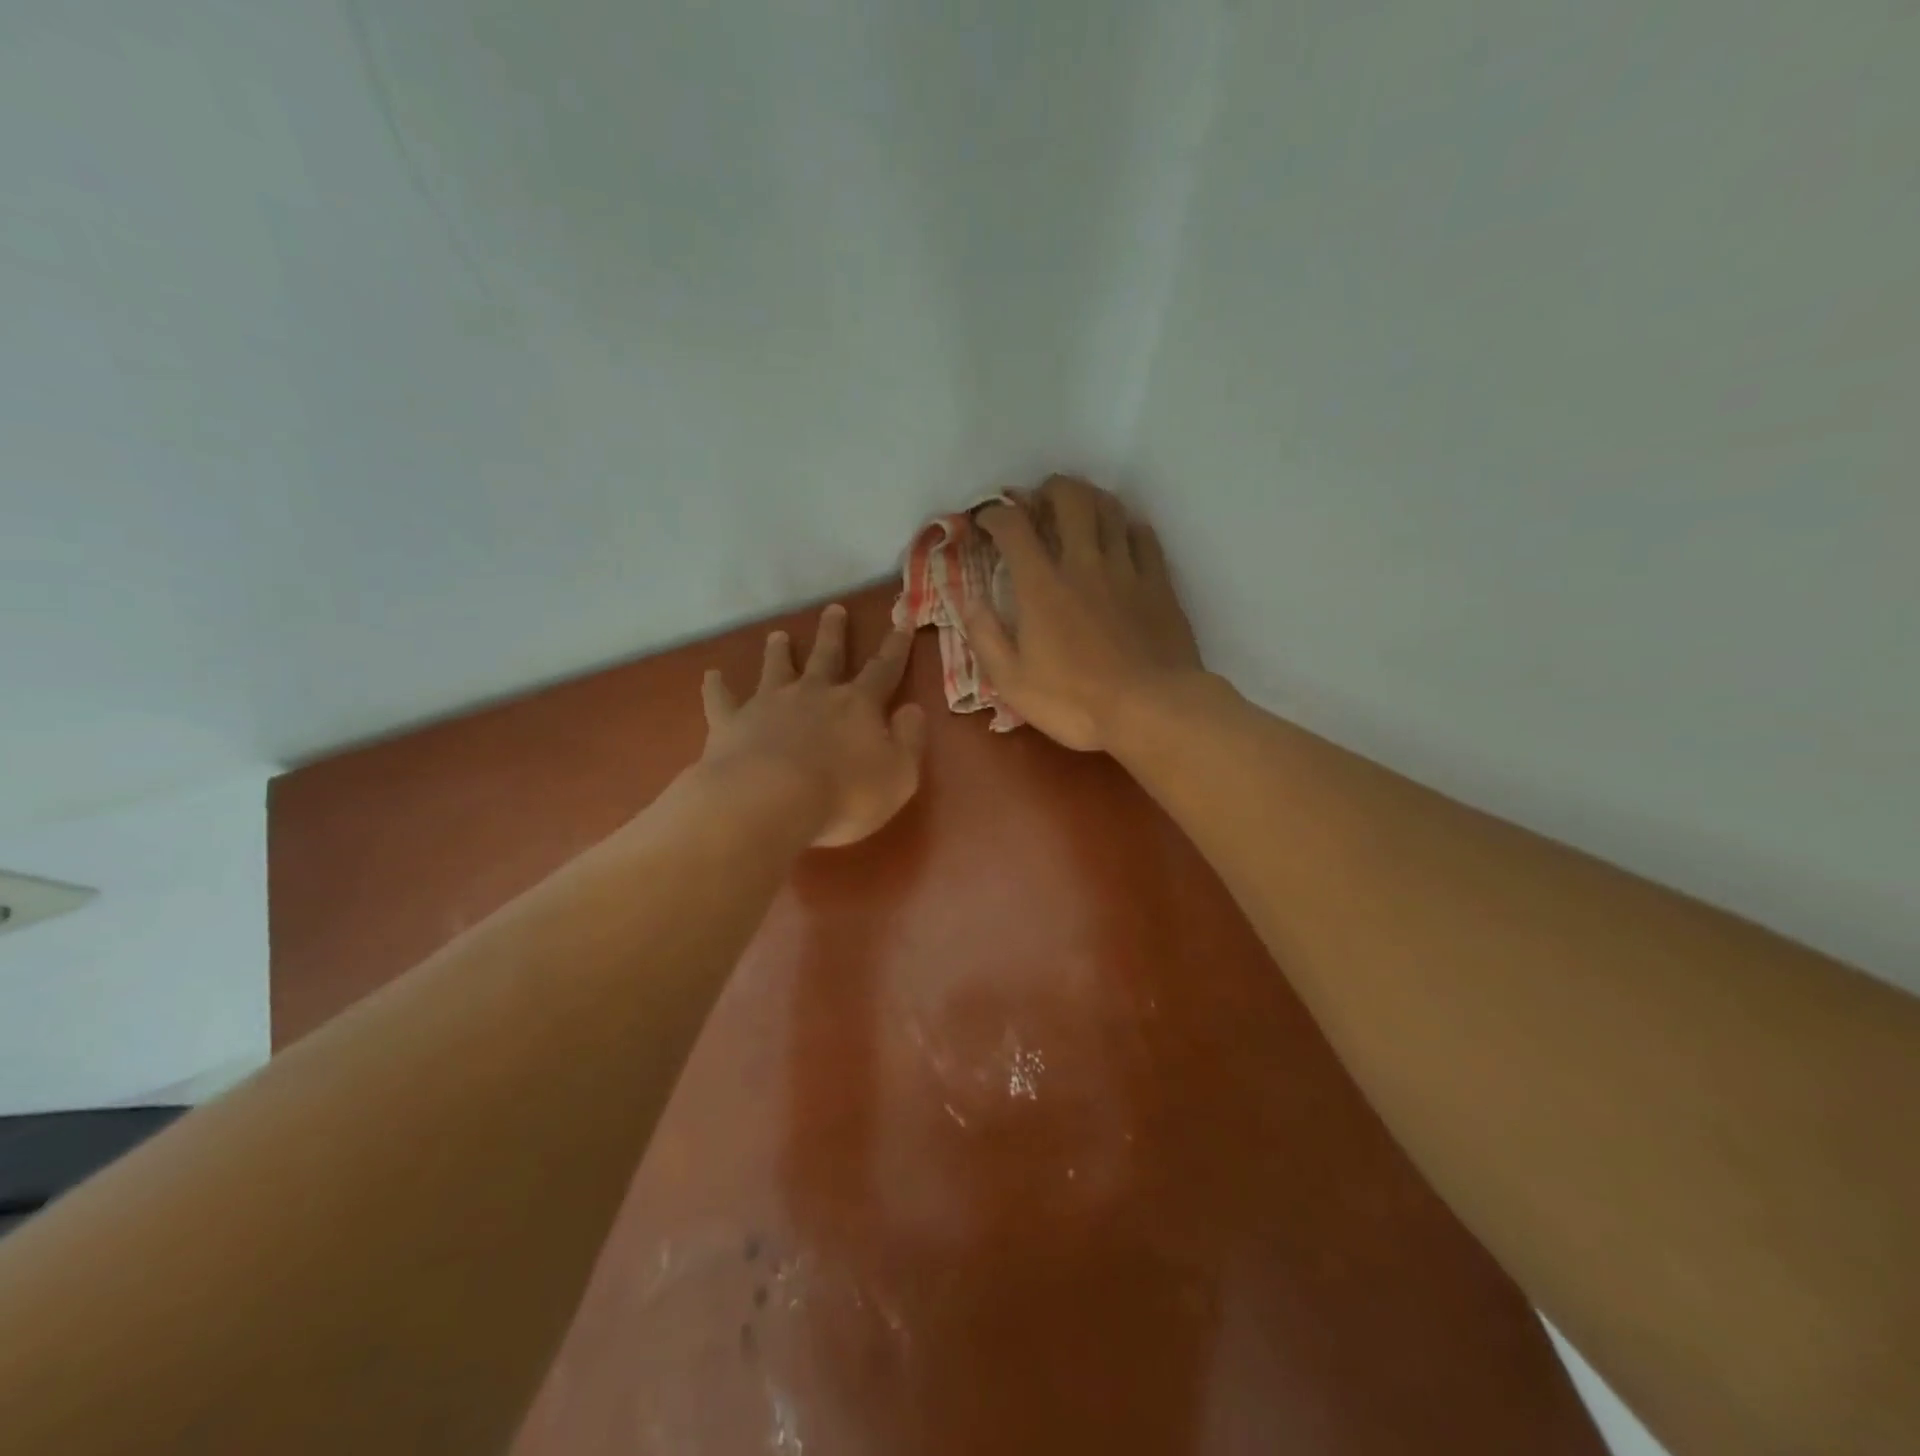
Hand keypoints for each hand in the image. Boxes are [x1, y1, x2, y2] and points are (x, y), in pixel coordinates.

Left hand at [699, 605, 926, 847]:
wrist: (769, 801)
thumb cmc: (844, 794)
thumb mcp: (899, 775)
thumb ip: (909, 740)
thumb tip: (913, 709)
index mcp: (858, 705)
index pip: (883, 670)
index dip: (895, 648)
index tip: (900, 622)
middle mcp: (814, 694)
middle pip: (826, 656)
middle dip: (833, 633)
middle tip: (834, 609)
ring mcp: (769, 704)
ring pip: (776, 668)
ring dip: (779, 651)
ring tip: (778, 635)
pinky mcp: (732, 723)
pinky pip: (722, 699)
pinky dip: (717, 686)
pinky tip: (711, 675)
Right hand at [964, 475, 1202, 752]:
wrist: (1151, 709)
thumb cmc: (1075, 702)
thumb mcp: (1013, 682)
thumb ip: (986, 637)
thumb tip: (968, 600)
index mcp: (1041, 587)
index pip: (1013, 528)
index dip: (995, 513)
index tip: (987, 519)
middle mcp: (1083, 564)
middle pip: (1069, 499)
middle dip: (1049, 489)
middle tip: (1040, 500)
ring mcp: (1126, 569)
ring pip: (1110, 509)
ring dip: (1090, 498)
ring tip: (1080, 508)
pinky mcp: (1159, 583)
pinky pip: (1144, 536)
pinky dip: (1128, 527)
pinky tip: (1122, 536)